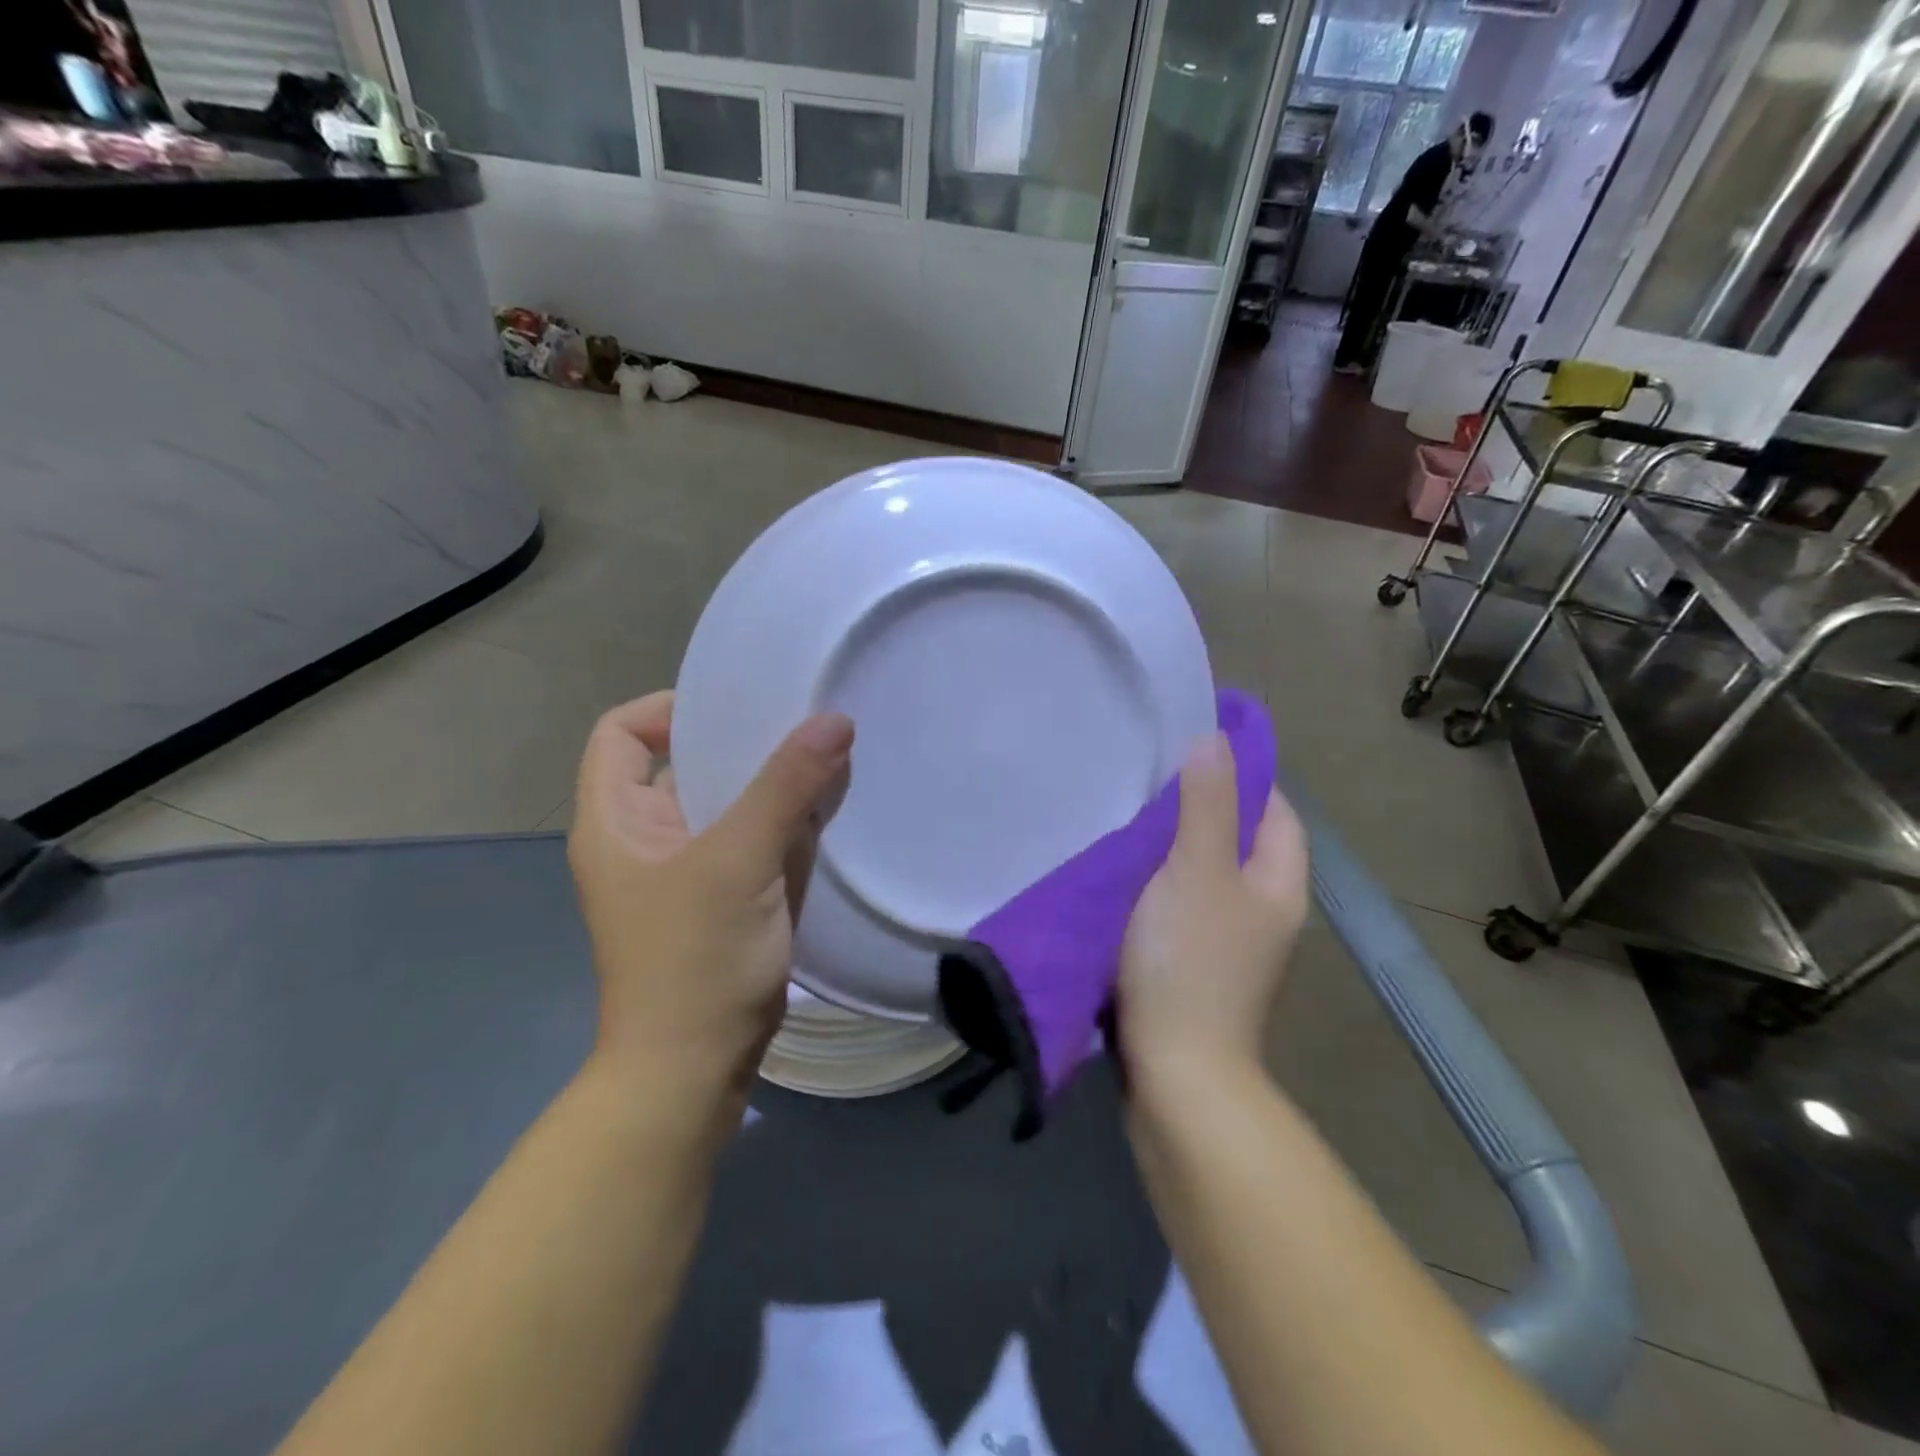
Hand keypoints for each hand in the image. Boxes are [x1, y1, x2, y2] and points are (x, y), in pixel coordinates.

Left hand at [566, 692, 854, 1106]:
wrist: (694, 1070)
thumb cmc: (695, 959)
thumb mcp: (739, 861)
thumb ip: (787, 787)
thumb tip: (834, 719)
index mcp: (617, 820)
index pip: (624, 732)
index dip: (671, 708)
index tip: (738, 709)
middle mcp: (646, 838)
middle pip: (687, 765)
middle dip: (744, 745)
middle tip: (805, 724)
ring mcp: (687, 872)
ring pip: (729, 806)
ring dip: (774, 786)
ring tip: (828, 759)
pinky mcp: (724, 900)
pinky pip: (754, 843)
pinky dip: (786, 826)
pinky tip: (829, 813)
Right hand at [1117, 733, 1308, 1095]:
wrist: (1175, 1075)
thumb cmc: (1190, 962)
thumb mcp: (1197, 870)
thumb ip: (1207, 804)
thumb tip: (1215, 739)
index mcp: (1279, 885)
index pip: (1275, 810)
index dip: (1242, 775)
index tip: (1192, 749)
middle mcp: (1263, 912)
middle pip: (1237, 841)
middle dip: (1198, 808)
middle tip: (1146, 779)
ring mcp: (1229, 944)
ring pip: (1202, 875)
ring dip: (1170, 849)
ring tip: (1125, 817)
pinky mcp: (1193, 967)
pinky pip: (1177, 907)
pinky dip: (1154, 887)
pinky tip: (1118, 876)